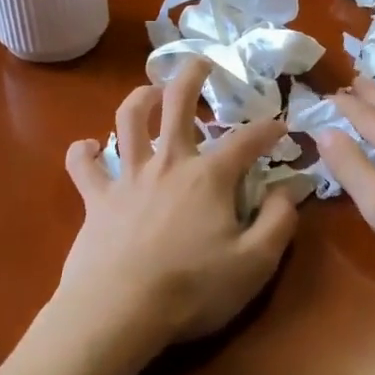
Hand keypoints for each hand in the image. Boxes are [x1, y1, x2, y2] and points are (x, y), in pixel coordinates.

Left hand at [57, 58, 298, 354]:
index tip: (282, 127)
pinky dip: (83, 152)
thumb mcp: (255, 263)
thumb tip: (291, 190)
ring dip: (139, 98)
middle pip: (178, 104)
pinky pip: (82, 166)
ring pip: (128, 121)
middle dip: (192, 77)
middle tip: (202, 62)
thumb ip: (279, 222)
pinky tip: (87, 146)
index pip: (248, 139)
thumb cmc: (193, 289)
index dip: (269, 128)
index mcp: (210, 176)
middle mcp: (168, 163)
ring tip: (150, 91)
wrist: (119, 311)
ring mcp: (128, 177)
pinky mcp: (95, 199)